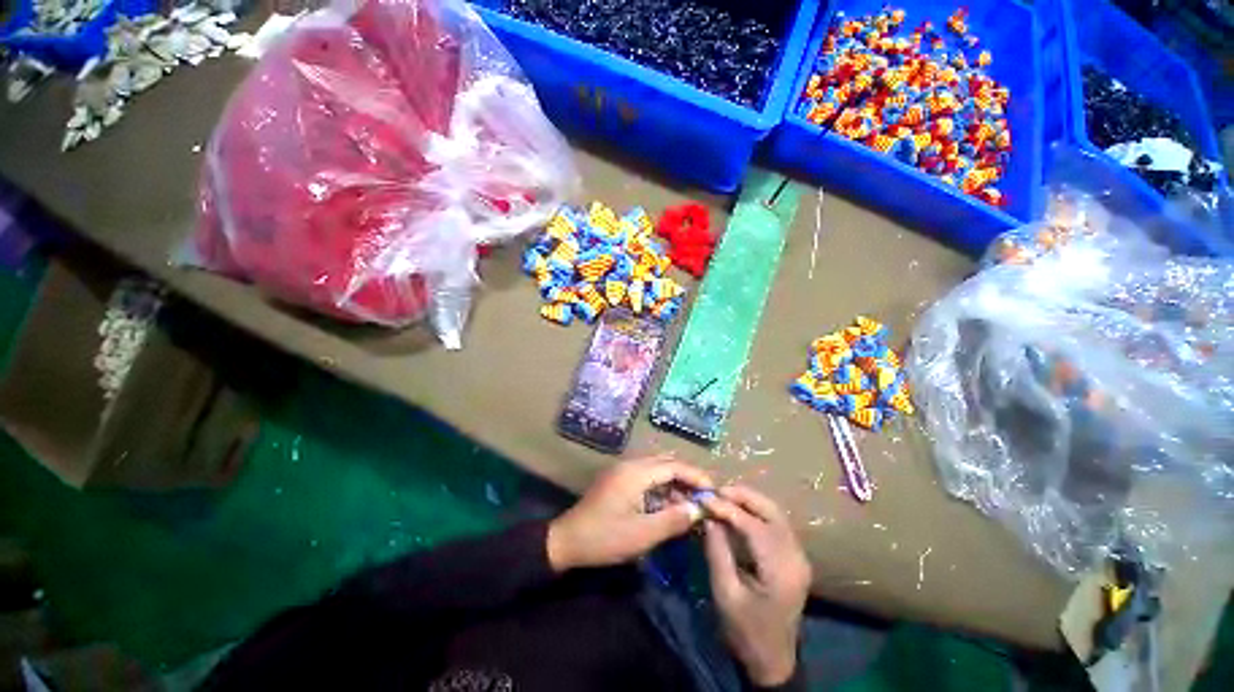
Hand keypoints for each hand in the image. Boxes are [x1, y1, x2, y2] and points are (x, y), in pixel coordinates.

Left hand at [547, 455, 712, 571]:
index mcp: (636, 472)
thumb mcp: (642, 535)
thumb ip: (673, 520)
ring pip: (657, 469)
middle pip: (666, 462)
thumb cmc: (604, 538)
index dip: (696, 476)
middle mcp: (630, 464)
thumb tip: (698, 509)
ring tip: (690, 504)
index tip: (714, 491)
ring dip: (674, 483)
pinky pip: (646, 477)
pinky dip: (661, 487)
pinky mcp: (618, 480)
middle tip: (705, 497)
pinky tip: (669, 505)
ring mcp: (623, 471)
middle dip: (687, 477)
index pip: (673, 466)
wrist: (567, 540)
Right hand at [701, 486, 811, 687]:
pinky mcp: (794, 557)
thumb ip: (717, 551)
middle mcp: (795, 557)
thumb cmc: (746, 631)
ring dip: (750, 500)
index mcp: (780, 571)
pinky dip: (756, 511)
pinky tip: (738, 511)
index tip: (705, 499)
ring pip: (775, 513)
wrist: (774, 660)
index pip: (754, 526)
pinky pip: (776, 523)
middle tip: (716, 490)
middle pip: (771, 512)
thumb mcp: (726, 593)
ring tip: (723, 496)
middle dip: (743, 496)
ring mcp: (798, 556)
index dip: (728, 509)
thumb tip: (708, 517)